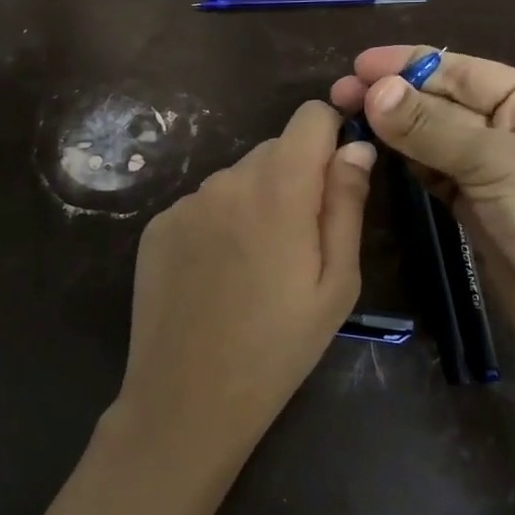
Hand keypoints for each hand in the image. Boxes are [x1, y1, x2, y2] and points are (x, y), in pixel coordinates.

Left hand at [113, 101, 374, 475]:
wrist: (188, 398)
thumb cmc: (279, 347)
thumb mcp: (337, 282)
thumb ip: (347, 203)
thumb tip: (356, 147)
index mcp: (279, 188)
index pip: (310, 116)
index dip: (330, 137)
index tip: (336, 178)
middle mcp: (227, 179)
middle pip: (274, 150)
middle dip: (295, 179)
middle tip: (298, 243)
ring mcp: (186, 201)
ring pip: (238, 179)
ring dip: (255, 202)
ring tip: (254, 267)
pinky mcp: (158, 225)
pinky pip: (203, 205)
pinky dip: (218, 223)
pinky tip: (216, 275)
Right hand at [330, 46, 514, 373]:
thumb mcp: (498, 162)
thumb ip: (430, 127)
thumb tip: (373, 90)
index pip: (462, 71)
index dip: (409, 64)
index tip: (357, 65)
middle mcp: (514, 131)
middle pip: (444, 103)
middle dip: (394, 96)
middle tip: (337, 95)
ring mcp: (494, 173)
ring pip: (435, 140)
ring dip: (395, 130)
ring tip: (347, 120)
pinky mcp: (476, 210)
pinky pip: (435, 175)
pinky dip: (407, 164)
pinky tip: (375, 153)